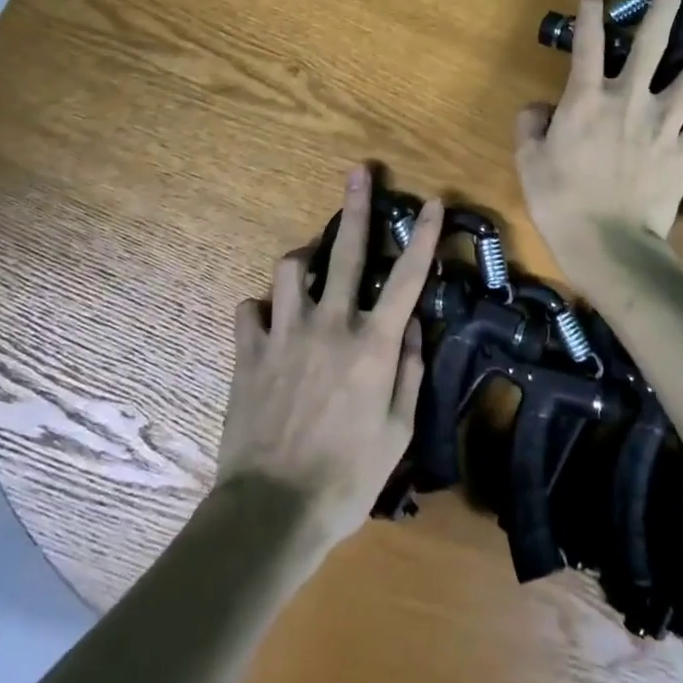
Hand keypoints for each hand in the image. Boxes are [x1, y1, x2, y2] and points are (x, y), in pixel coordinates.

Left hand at [217, 165, 440, 552]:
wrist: (273, 510)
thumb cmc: (347, 478)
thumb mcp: (398, 431)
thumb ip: (409, 370)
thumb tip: (414, 325)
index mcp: (373, 345)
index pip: (407, 279)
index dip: (424, 238)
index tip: (433, 202)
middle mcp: (331, 326)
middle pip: (346, 252)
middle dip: (355, 207)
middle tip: (358, 172)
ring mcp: (285, 334)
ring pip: (290, 268)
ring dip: (302, 260)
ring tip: (309, 266)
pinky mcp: (249, 351)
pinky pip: (250, 310)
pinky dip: (261, 309)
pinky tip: (267, 322)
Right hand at [516, 0, 682, 255]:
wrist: (608, 244)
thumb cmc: (560, 201)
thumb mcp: (528, 161)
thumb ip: (531, 125)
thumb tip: (540, 108)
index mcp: (587, 99)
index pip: (587, 43)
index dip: (590, 12)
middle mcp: (630, 100)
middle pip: (651, 44)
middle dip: (665, 7)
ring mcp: (665, 124)